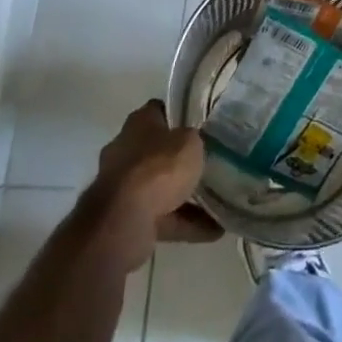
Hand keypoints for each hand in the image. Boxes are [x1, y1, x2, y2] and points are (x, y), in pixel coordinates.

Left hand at [86, 100, 222, 270]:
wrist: (123, 221)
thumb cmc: (158, 167)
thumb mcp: (190, 143)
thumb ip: (194, 140)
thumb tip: (194, 144)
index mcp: (139, 122)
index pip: (160, 110)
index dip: (180, 115)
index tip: (201, 125)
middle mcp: (126, 150)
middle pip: (158, 150)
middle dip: (180, 159)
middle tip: (209, 163)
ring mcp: (123, 187)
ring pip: (160, 187)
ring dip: (185, 196)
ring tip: (218, 202)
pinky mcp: (126, 219)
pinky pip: (162, 217)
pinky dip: (184, 223)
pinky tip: (213, 231)